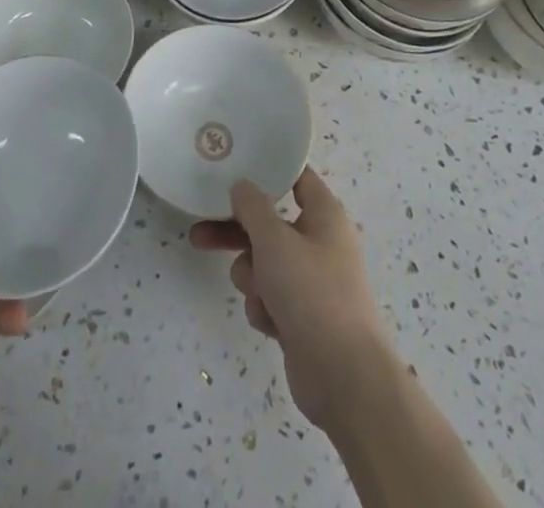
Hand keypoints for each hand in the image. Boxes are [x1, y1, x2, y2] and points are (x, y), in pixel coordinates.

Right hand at [189, 167, 394, 430]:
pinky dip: (264, 307)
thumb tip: (242, 186)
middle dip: (235, 233)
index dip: (266, 169)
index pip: (295, 176)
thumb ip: (251, 206)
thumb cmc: (311, 292)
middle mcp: (320, 242)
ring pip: (265, 263)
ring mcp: (313, 282)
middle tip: (199, 233)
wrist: (344, 378)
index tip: (234, 165)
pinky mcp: (304, 317)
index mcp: (324, 214)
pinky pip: (271, 297)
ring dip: (252, 277)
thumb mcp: (274, 239)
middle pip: (269, 224)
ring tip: (257, 294)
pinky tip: (269, 322)